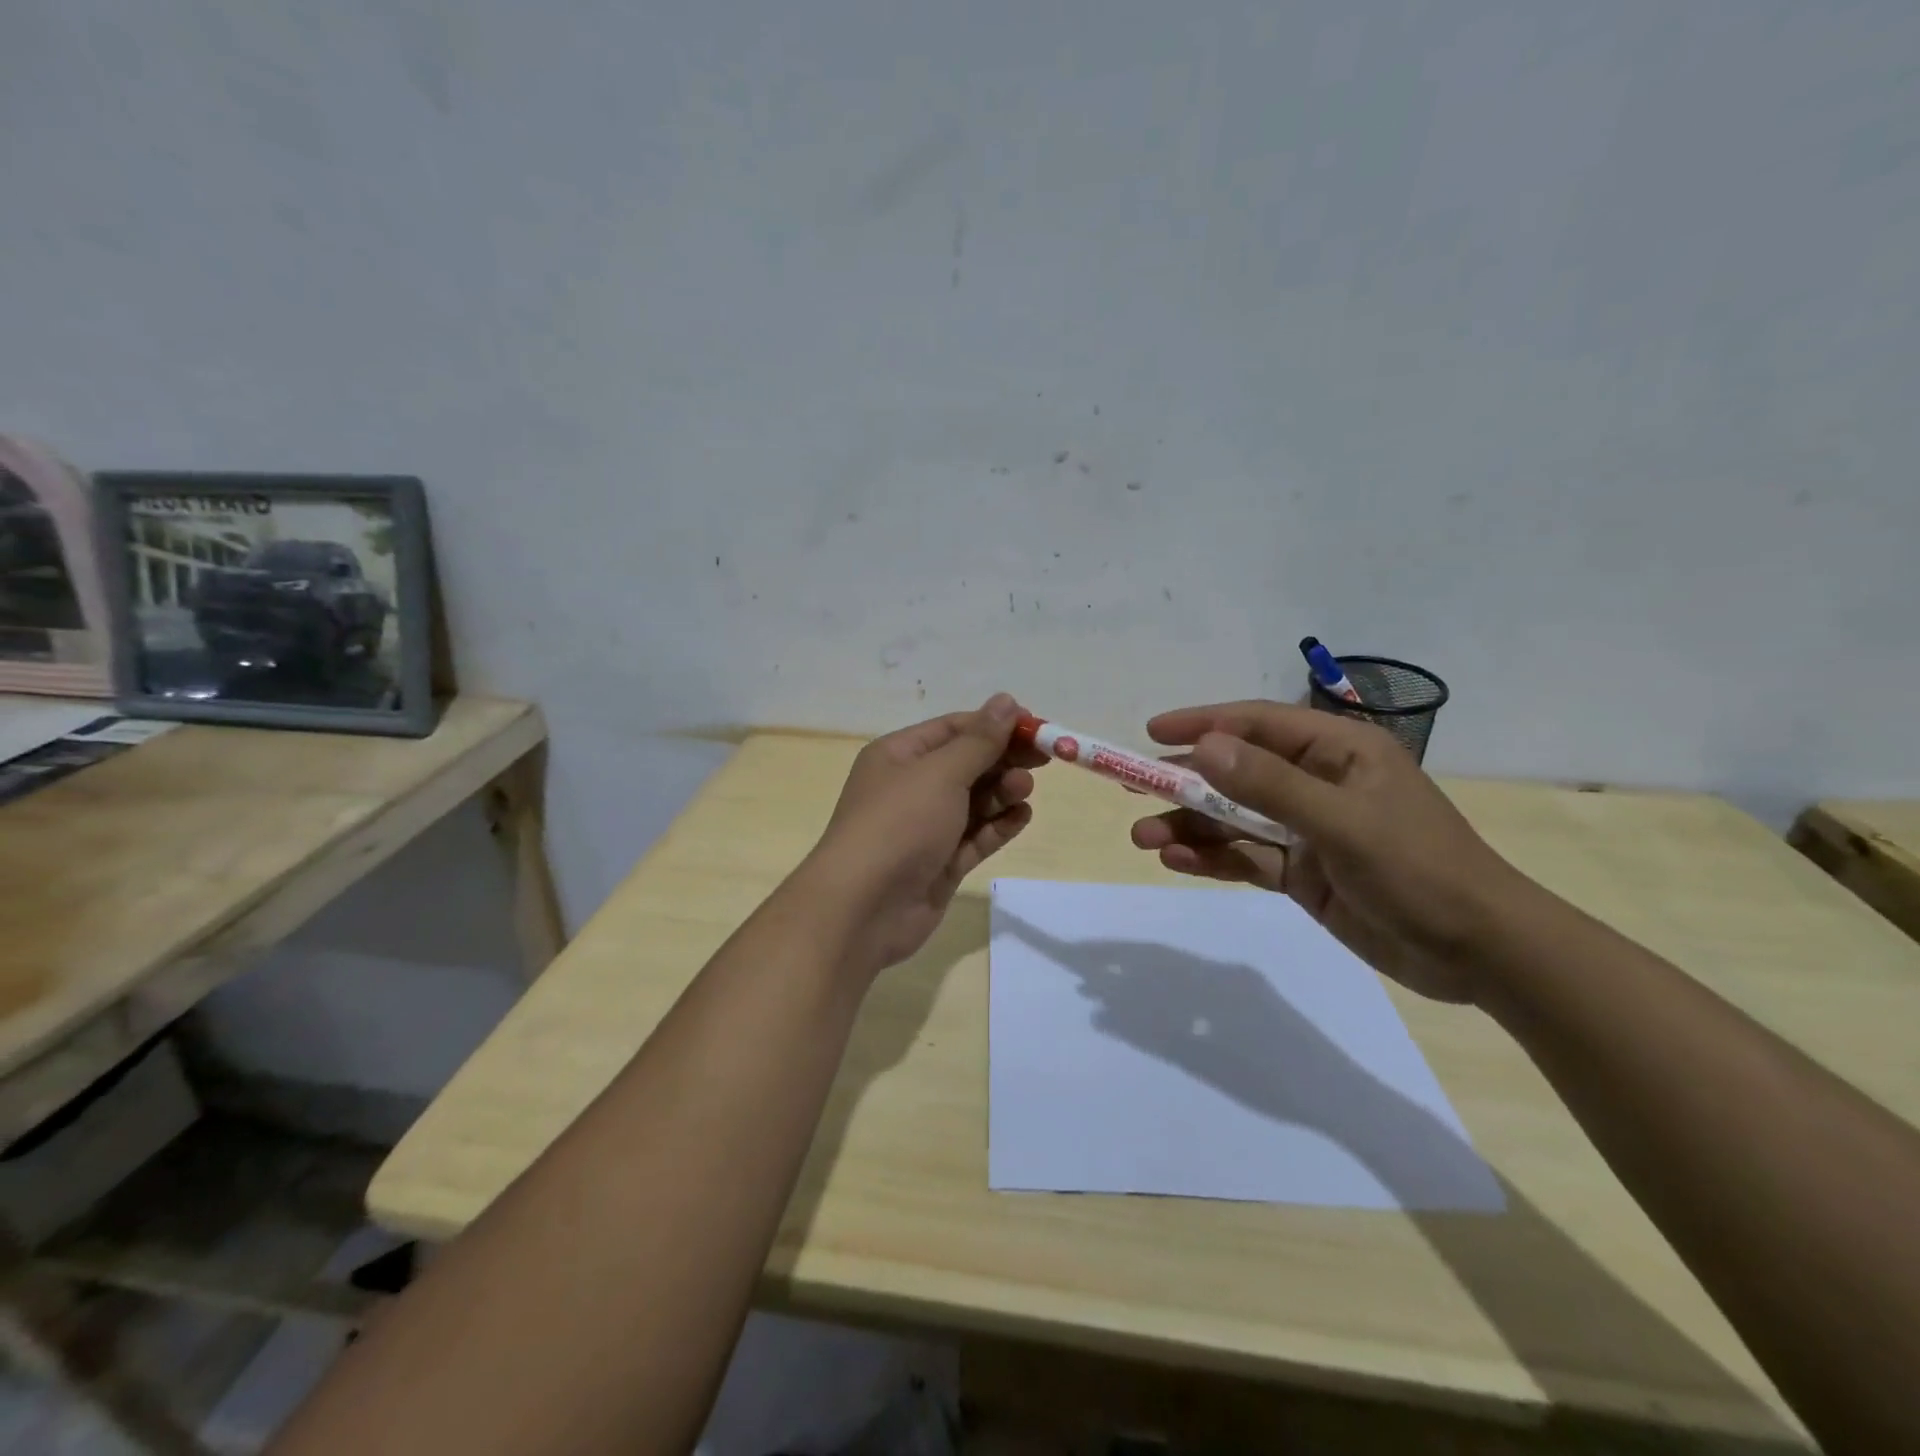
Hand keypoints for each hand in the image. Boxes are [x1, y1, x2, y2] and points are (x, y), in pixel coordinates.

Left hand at [800, 694, 1042, 975]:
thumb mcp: (940, 773)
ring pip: (974, 801)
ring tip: (1023, 790)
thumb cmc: (899, 824)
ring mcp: (926, 828)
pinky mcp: (941, 863)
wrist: (864, 908)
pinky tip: (1022, 817)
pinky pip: (976, 836)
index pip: (953, 729)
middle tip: (1043, 759)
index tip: (1035, 726)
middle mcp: (911, 787)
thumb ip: (979, 741)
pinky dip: (998, 826)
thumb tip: (1006, 701)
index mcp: (899, 755)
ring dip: (1002, 792)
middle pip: (967, 764)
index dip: (994, 724)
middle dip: (1003, 759)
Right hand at [1130, 701, 1534, 1004]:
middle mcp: (1318, 783)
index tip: (1151, 733)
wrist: (1480, 953)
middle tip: (1133, 790)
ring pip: (1235, 819)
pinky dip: (1213, 859)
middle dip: (1185, 784)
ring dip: (1190, 828)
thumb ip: (1270, 786)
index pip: (1257, 724)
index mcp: (1338, 751)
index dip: (1202, 724)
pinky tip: (1178, 863)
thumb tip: (1203, 748)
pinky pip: (1247, 857)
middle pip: (1237, 773)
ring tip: (1145, 839)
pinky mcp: (1303, 872)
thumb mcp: (1342, 822)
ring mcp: (1308, 830)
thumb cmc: (1420, 870)